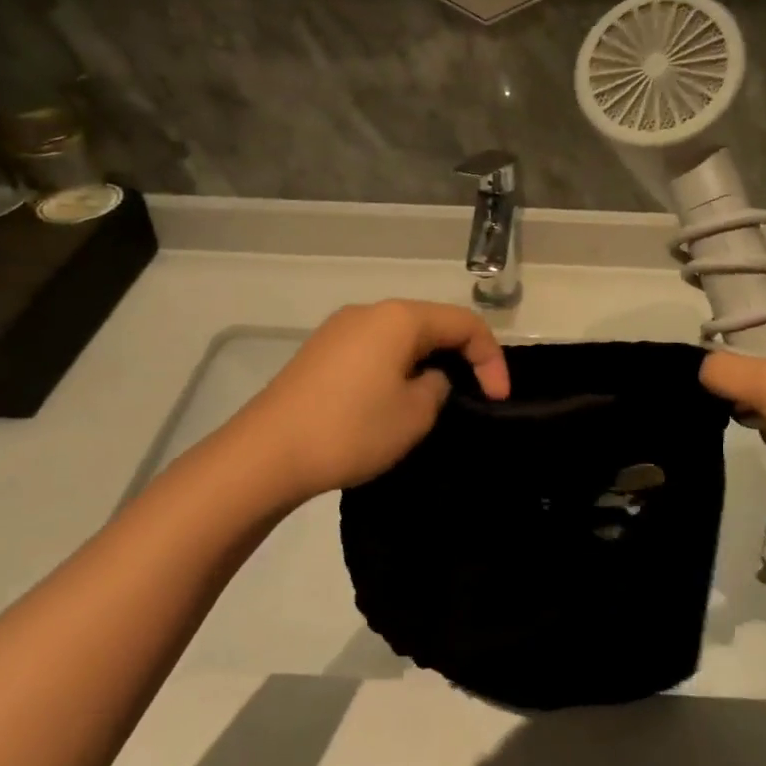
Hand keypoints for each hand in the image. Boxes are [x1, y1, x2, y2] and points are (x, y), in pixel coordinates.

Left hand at [230, 301, 510, 505]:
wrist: (266, 454)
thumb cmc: (351, 429)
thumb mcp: (415, 414)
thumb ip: (438, 386)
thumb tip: (428, 377)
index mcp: (399, 317)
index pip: (464, 324)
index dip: (491, 359)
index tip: (498, 399)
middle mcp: (369, 311)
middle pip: (432, 324)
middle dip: (461, 357)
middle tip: (474, 396)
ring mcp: (339, 329)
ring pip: (401, 337)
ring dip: (427, 363)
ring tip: (435, 401)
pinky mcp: (320, 352)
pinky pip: (374, 349)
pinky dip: (396, 368)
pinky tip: (392, 400)